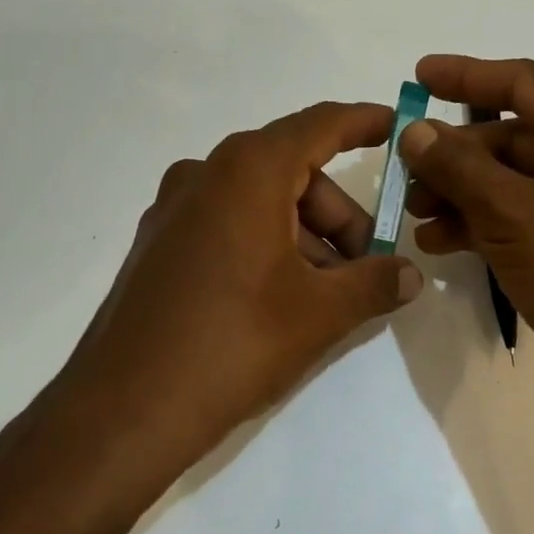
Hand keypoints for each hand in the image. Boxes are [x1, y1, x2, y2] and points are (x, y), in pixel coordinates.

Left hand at [46, 102, 422, 489]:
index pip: (318, 125)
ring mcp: (173, 210)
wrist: (122, 411)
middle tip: (368, 266)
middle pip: (292, 172)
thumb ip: (375, 282)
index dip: (362, 122)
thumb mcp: (320, 313)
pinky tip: (282, 299)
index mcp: (247, 171)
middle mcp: (205, 174)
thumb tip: (411, 275)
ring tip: (328, 296)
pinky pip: (227, 225)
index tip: (397, 126)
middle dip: (340, 215)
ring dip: (305, 237)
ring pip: (260, 202)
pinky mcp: (157, 246)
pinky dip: (267, 246)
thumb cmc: (233, 343)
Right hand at [399, 55, 533, 436]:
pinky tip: (437, 243)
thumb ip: (457, 166)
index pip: (525, 84)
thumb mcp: (511, 213)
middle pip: (513, 137)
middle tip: (405, 168)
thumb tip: (414, 129)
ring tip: (415, 213)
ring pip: (510, 181)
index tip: (418, 77)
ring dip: (460, 193)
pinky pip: (516, 217)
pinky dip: (477, 224)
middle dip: (456, 154)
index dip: (468, 76)